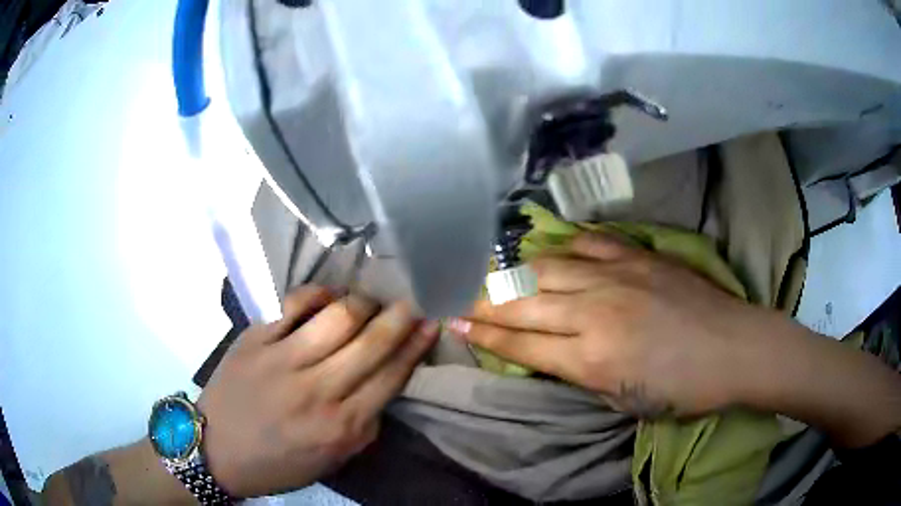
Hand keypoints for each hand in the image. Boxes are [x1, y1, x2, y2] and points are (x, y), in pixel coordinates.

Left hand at [198, 286, 438, 497]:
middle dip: (400, 317)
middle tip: (413, 302)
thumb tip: (382, 387)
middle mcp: (317, 391)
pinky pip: (293, 305)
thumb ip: (363, 427)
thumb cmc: (276, 462)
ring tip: (370, 302)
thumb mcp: (331, 460)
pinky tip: (328, 296)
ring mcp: (283, 360)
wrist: (215, 450)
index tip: (431, 325)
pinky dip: (318, 294)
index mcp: (340, 426)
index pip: (391, 376)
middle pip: (371, 343)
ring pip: (338, 317)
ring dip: (364, 303)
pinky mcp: (256, 340)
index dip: (416, 346)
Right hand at [448, 232, 765, 417]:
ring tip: (493, 270)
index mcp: (590, 358)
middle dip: (484, 300)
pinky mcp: (638, 256)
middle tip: (459, 294)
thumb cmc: (682, 388)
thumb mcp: (623, 401)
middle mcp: (594, 311)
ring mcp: (617, 276)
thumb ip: (580, 374)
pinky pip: (589, 242)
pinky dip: (563, 244)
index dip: (485, 334)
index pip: (521, 342)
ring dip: (514, 270)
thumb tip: (546, 354)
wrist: (733, 348)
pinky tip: (549, 246)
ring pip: (548, 266)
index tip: (455, 322)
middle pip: (523, 301)